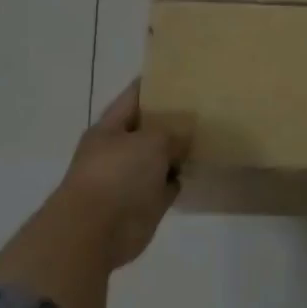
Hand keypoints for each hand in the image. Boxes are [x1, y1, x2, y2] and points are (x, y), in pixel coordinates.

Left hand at [46, 80, 187, 269]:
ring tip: (209, 135)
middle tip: (206, 107)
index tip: (184, 75)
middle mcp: (119, 149)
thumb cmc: (119, 175)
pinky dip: (178, 179)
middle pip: (149, 127)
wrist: (97, 232)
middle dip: (173, 119)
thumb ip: (171, 131)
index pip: (135, 96)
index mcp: (111, 127)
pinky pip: (165, 185)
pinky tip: (198, 168)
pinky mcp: (143, 203)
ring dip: (178, 151)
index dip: (157, 84)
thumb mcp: (151, 141)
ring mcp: (130, 178)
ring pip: (159, 157)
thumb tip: (183, 135)